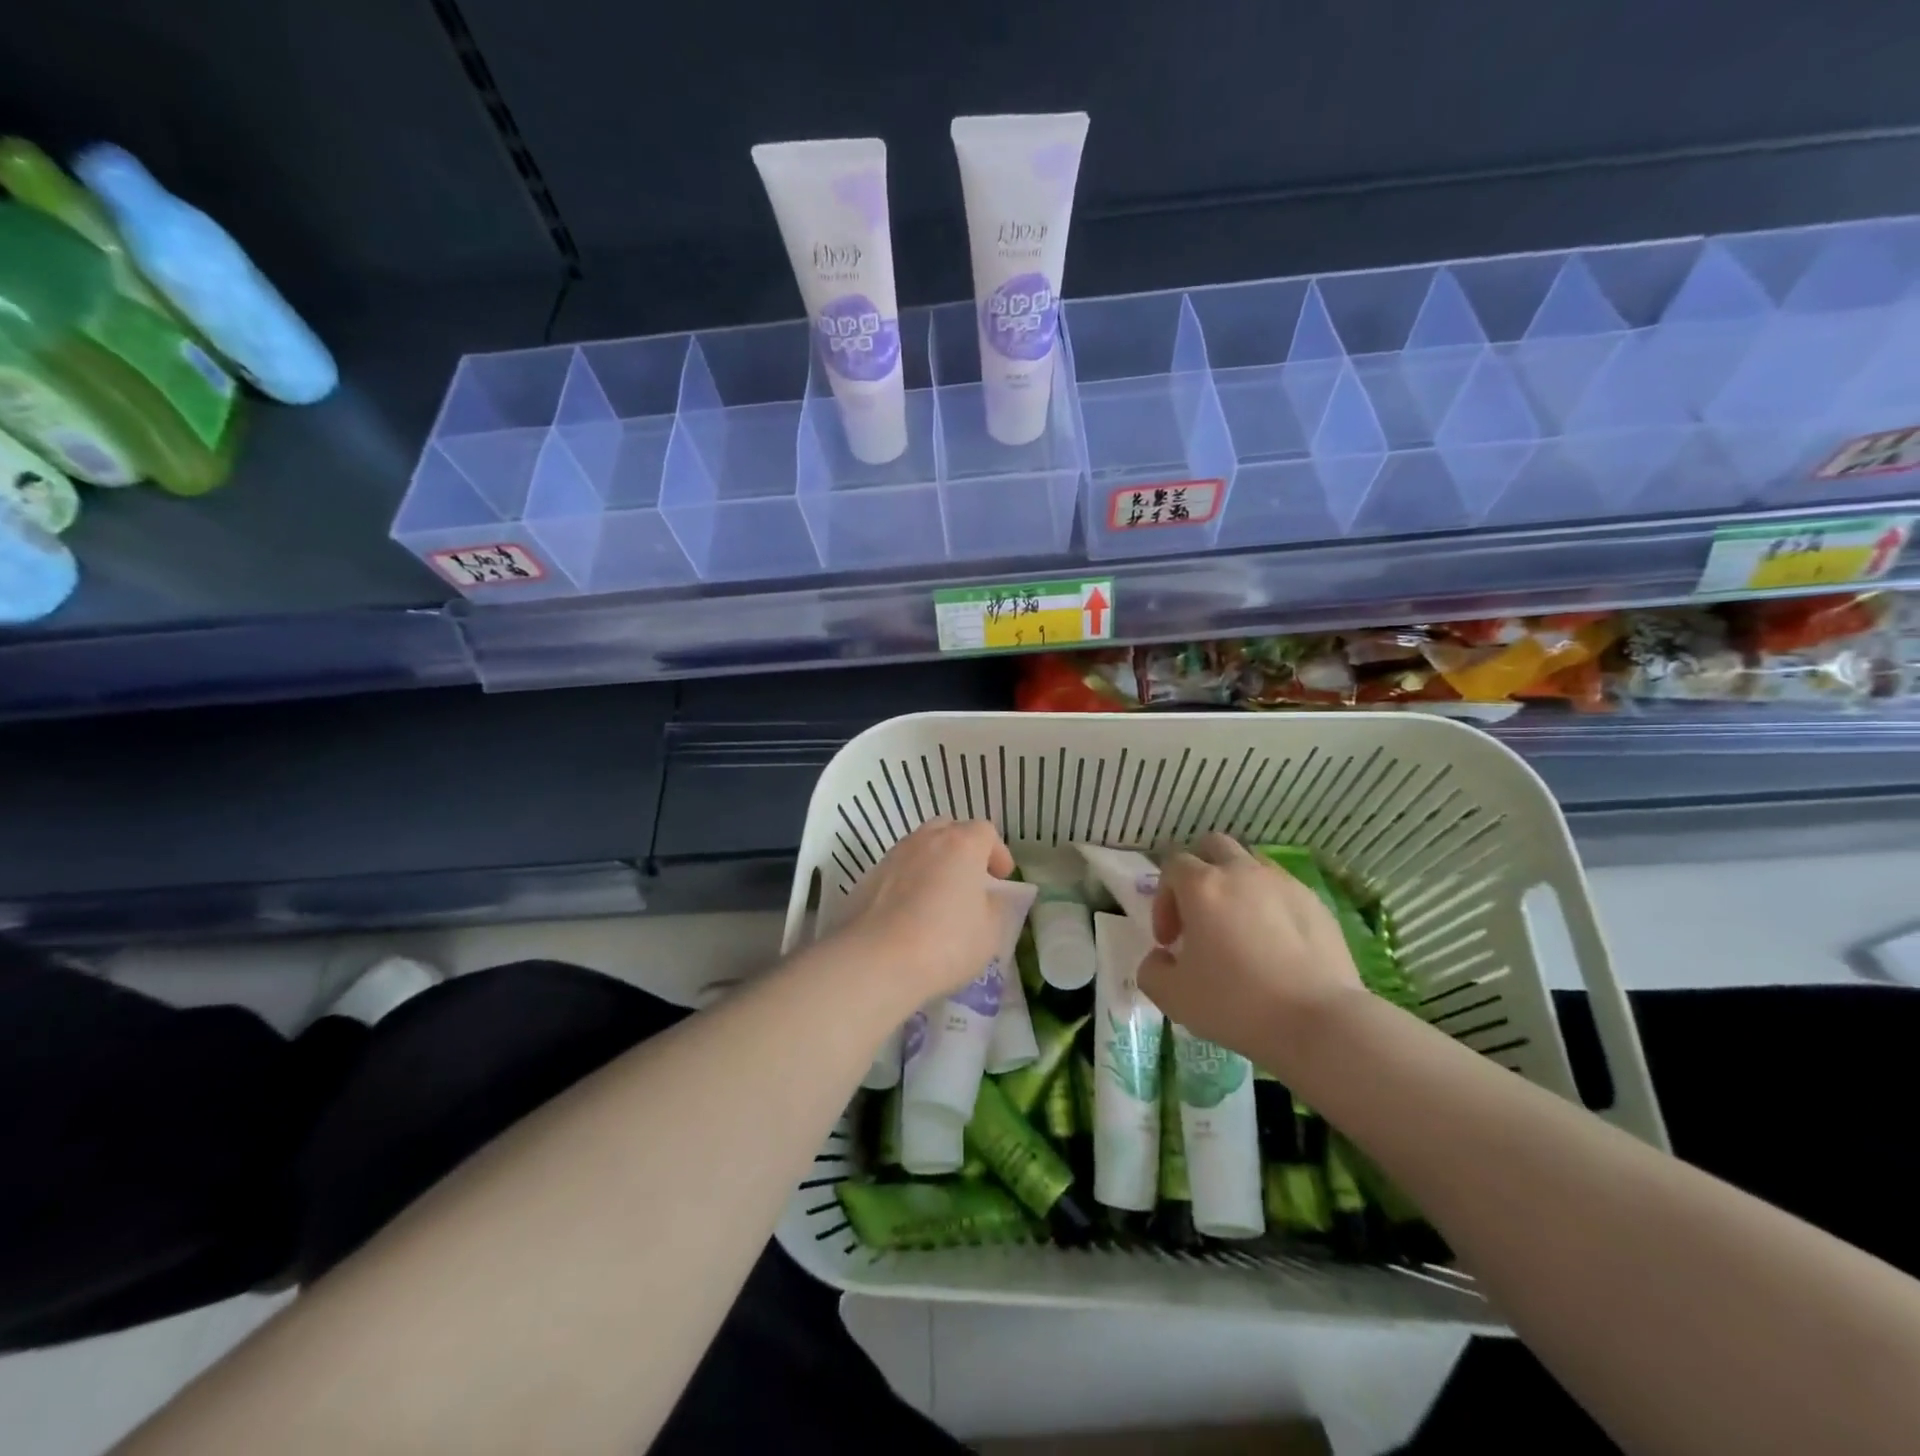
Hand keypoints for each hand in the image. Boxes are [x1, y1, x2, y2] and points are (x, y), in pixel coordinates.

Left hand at [830, 818, 1015, 1007]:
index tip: (1001, 878)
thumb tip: (988, 898)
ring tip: (938, 898)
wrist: (875, 961)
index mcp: (960, 845)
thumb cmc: (945, 943)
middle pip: (948, 830)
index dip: (997, 853)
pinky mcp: (867, 879)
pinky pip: (897, 872)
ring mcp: (892, 857)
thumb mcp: (990, 932)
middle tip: (970, 880)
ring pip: (919, 849)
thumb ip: (995, 907)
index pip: (985, 831)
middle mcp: (924, 841)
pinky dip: (908, 883)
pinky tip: (910, 914)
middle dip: (963, 849)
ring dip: (933, 864)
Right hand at [1138, 833, 1362, 1066]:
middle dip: (1199, 873)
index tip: (1169, 941)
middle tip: (1199, 915)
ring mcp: (1284, 884)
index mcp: (1203, 886)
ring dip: (1236, 886)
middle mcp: (1242, 872)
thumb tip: (1161, 957)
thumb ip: (1152, 970)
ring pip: (1251, 865)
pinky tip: (1275, 945)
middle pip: (1213, 846)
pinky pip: (1282, 890)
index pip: (1172, 866)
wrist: (1319, 1022)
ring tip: (1239, 928)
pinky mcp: (1316, 903)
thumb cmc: (1236, 1003)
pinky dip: (1270, 906)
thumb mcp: (1173, 997)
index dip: (1163, 900)